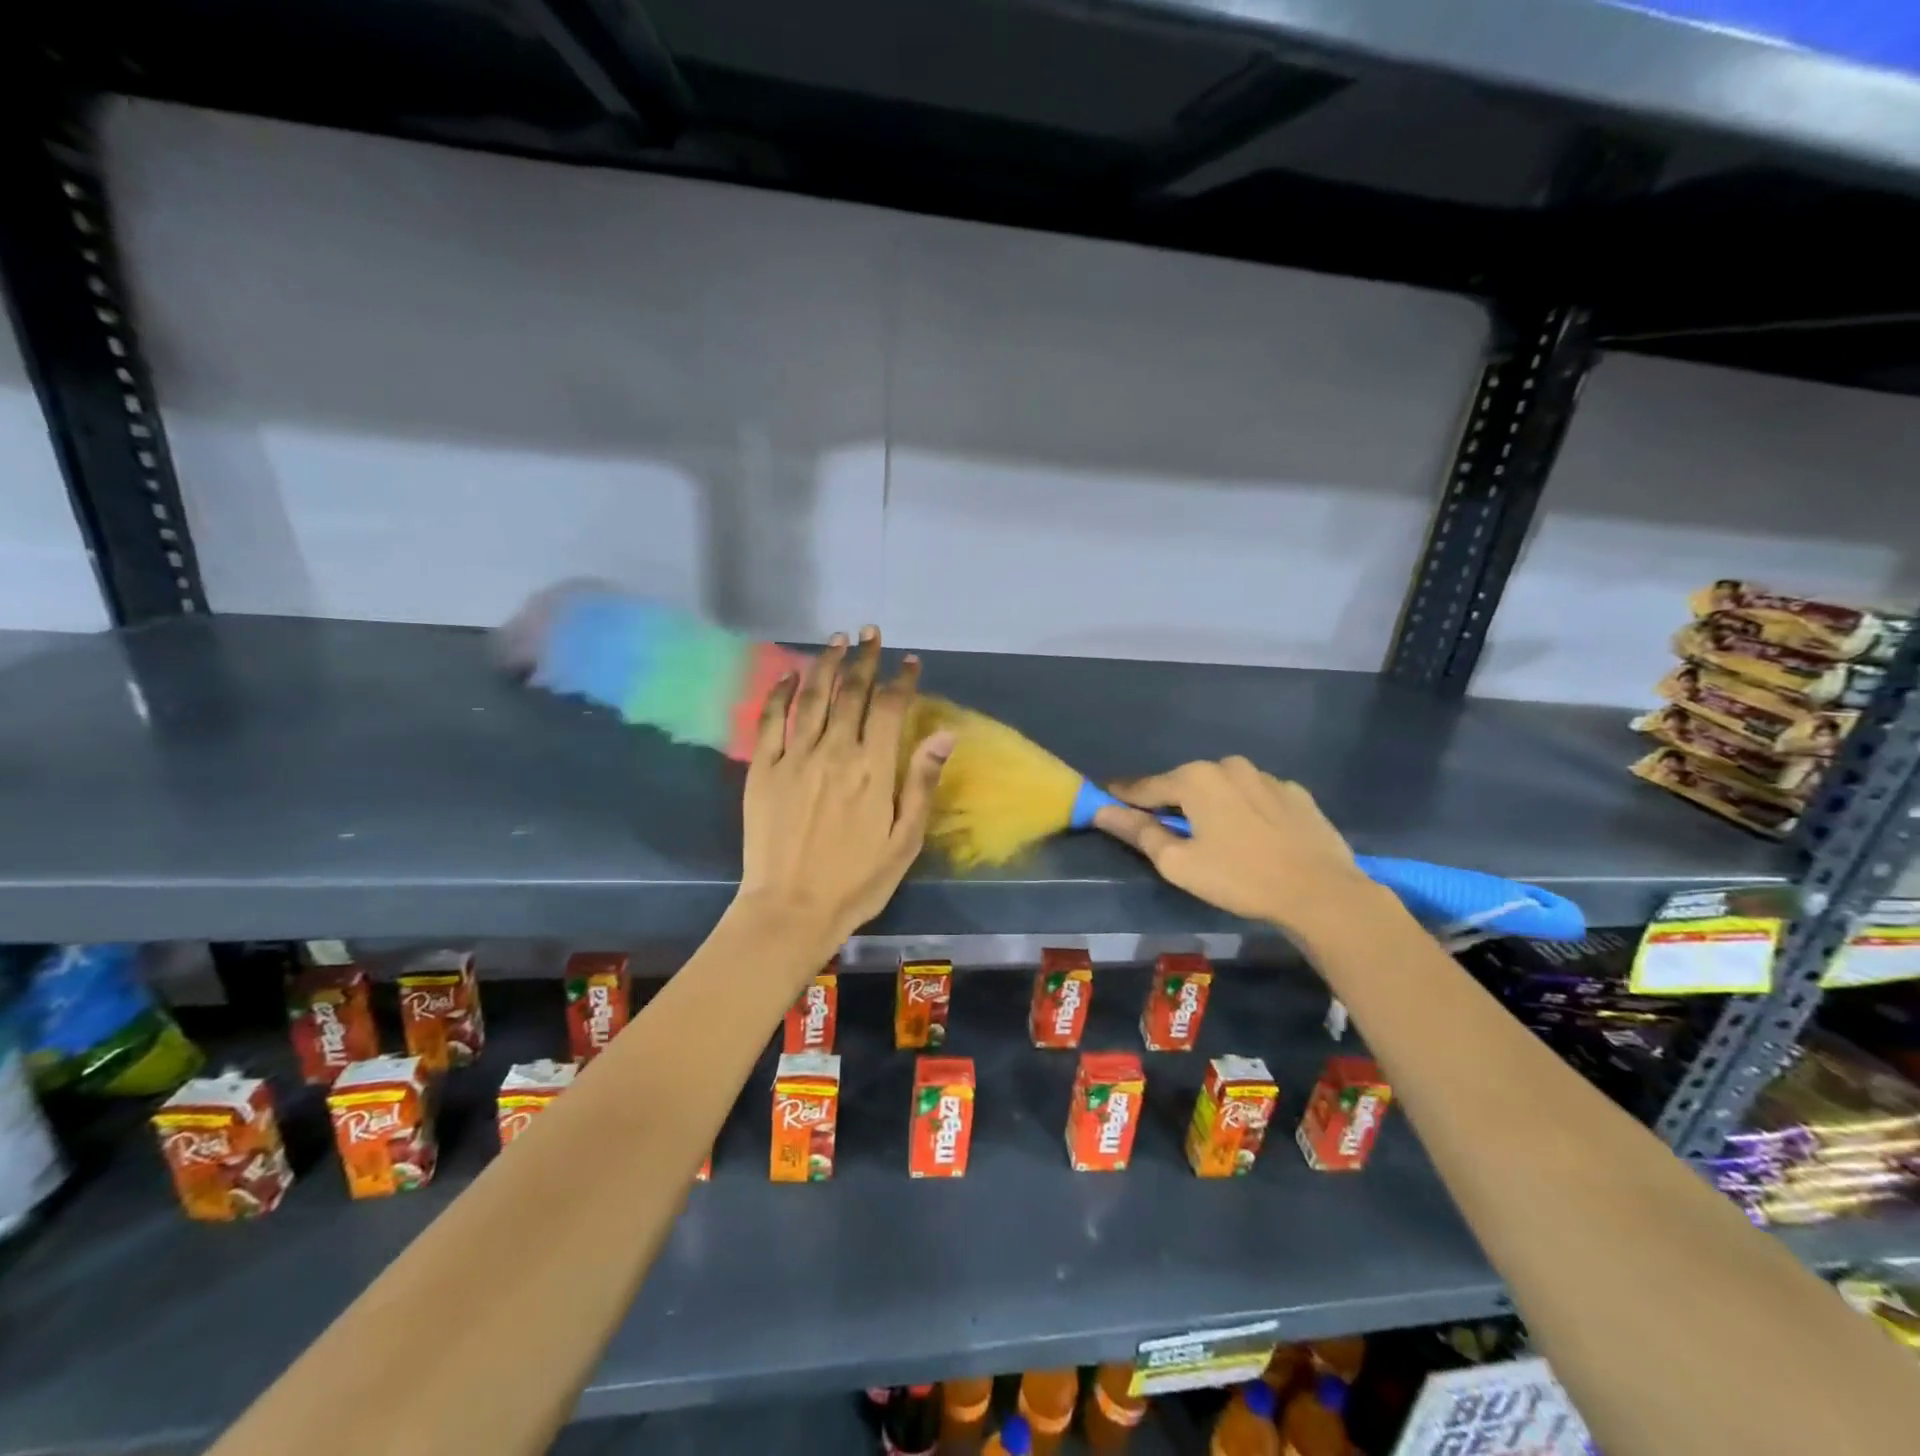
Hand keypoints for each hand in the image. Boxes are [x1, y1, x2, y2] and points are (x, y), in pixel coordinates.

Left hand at [736, 627, 954, 954]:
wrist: (791, 909)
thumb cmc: (857, 881)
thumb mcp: (905, 840)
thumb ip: (921, 783)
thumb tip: (945, 734)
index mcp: (873, 769)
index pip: (891, 708)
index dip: (902, 680)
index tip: (910, 661)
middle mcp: (835, 752)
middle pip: (851, 692)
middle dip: (864, 658)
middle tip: (871, 633)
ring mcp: (794, 757)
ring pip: (812, 697)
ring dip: (826, 664)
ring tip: (837, 640)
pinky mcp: (763, 769)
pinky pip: (771, 720)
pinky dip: (781, 692)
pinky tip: (790, 674)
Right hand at [1092, 757, 1369, 930]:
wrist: (1322, 892)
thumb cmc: (1239, 878)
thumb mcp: (1178, 863)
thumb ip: (1139, 832)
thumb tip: (1102, 811)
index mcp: (1195, 777)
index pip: (1145, 786)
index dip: (1123, 797)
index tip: (1104, 801)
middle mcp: (1228, 765)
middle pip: (1185, 783)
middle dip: (1171, 802)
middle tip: (1163, 830)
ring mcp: (1266, 776)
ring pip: (1223, 787)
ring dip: (1210, 804)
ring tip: (1212, 835)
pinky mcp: (1295, 793)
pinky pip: (1255, 796)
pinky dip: (1244, 809)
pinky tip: (1251, 836)